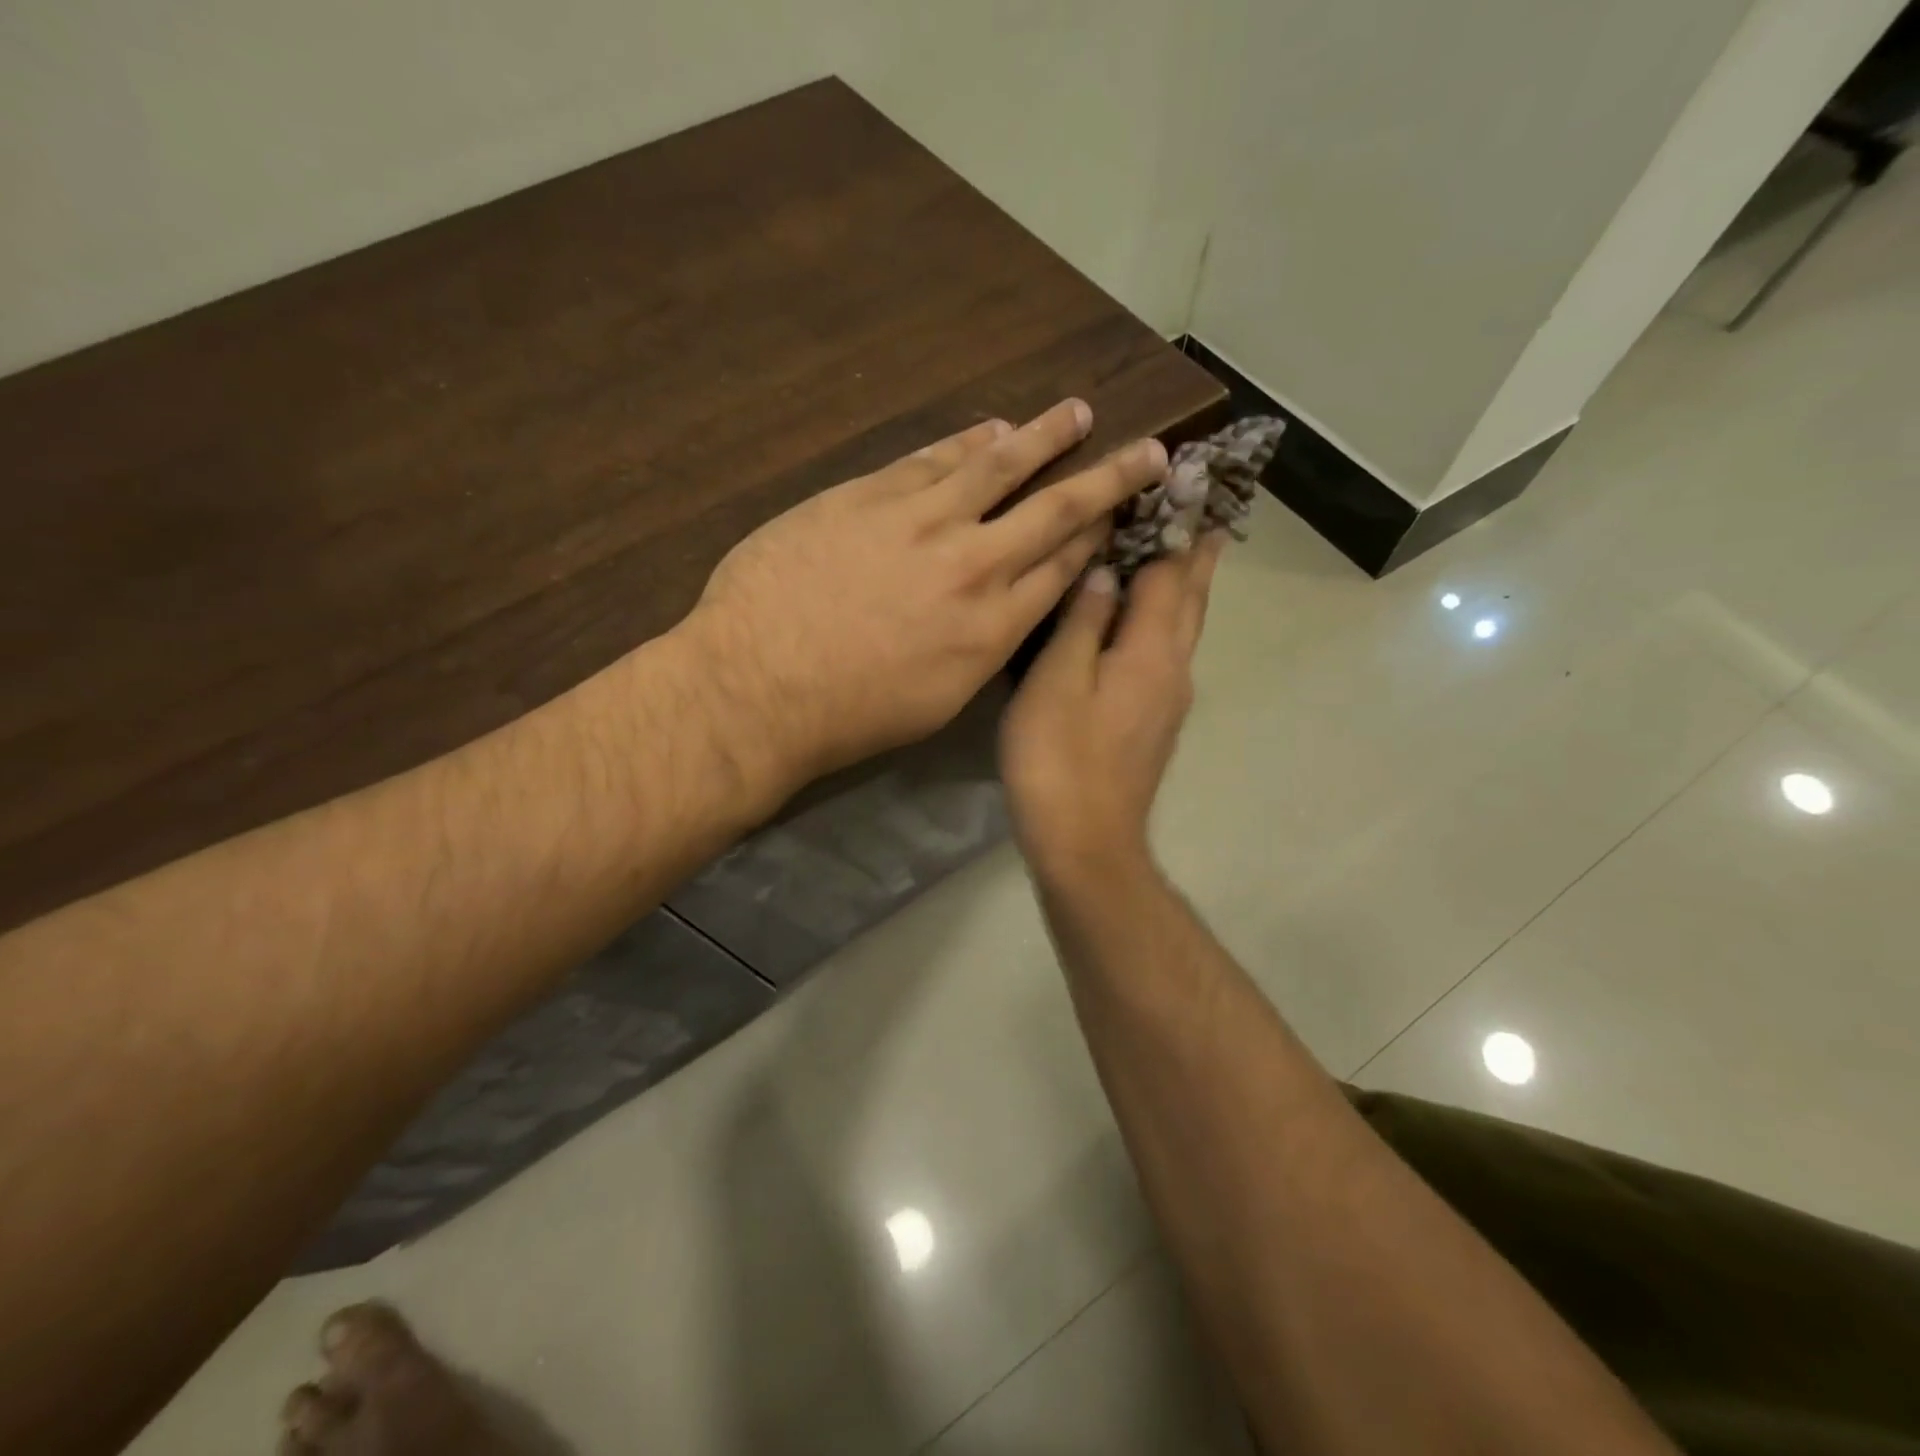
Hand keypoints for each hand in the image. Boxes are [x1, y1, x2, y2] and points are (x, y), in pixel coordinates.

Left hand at [681, 400, 1169, 795]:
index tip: (1125, 513)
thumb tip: (1002, 609)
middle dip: (1108, 477)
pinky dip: (966, 440)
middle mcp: (975, 566)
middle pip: (1056, 510)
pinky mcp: (869, 495)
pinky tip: (991, 428)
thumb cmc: (850, 714)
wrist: (759, 687)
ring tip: (1075, 413)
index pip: (1063, 568)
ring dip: (1043, 436)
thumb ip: (981, 648)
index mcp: (994, 628)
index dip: (1099, 537)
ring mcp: (922, 522)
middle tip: (1149, 449)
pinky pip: (932, 458)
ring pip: (999, 465)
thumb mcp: (938, 701)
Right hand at [999, 537, 1223, 877]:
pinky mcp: (1153, 725)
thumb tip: (1102, 572)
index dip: (1177, 525)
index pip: (1172, 572)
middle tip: (1206, 509)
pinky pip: (1167, 654)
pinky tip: (1145, 622)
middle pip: (1192, 599)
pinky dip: (1165, 622)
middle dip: (1199, 553)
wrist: (1085, 842)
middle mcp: (1173, 669)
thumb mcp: (1058, 682)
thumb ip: (1081, 622)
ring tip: (1184, 553)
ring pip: (1184, 628)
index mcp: (1152, 651)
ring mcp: (1167, 701)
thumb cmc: (1061, 758)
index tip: (1189, 482)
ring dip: (1187, 586)